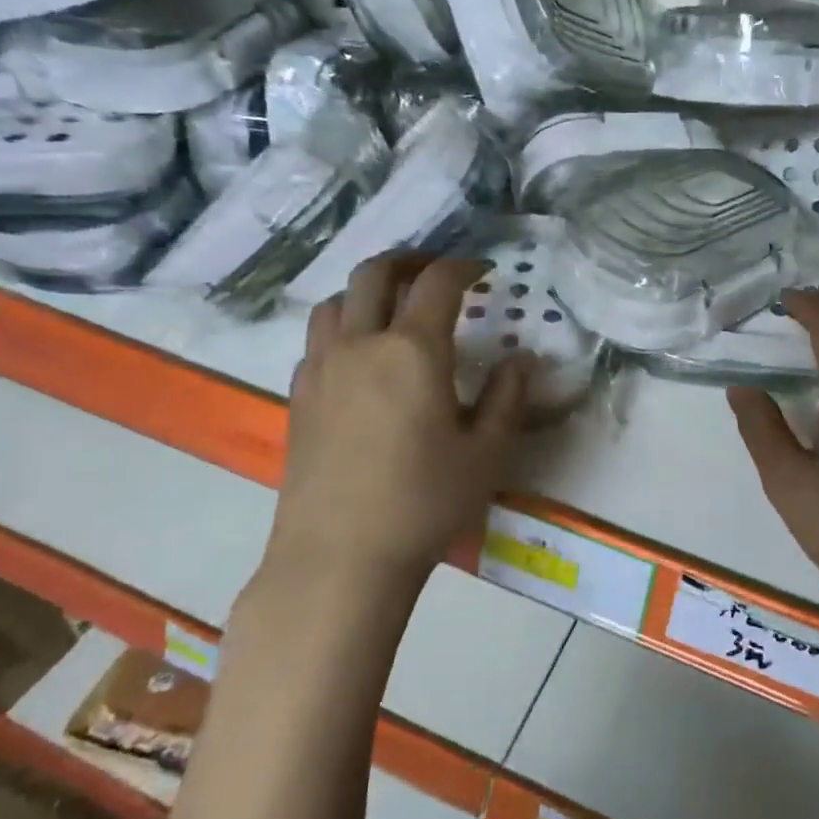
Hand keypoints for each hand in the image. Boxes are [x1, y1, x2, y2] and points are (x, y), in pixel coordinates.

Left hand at [266, 256, 528, 595]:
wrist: (339, 559)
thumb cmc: (424, 503)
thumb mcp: (486, 453)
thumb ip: (507, 398)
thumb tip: (520, 361)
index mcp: (412, 350)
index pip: (439, 283)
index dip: (464, 266)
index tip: (483, 270)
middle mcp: (361, 345)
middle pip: (375, 273)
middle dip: (409, 259)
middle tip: (436, 270)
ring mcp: (321, 369)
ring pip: (336, 301)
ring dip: (368, 289)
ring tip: (393, 306)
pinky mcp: (298, 398)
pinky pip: (318, 339)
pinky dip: (343, 326)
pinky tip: (360, 357)